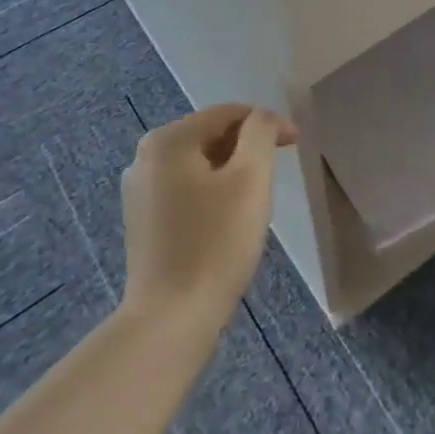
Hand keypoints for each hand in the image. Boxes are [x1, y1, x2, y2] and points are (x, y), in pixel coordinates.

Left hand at [119, 104, 294, 334]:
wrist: (170, 320)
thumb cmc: (216, 243)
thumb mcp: (251, 178)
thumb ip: (261, 133)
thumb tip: (262, 118)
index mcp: (168, 140)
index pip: (227, 113)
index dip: (266, 122)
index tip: (296, 143)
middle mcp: (144, 157)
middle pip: (210, 135)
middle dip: (247, 147)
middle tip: (278, 171)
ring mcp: (138, 191)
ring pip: (198, 164)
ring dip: (230, 171)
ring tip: (256, 196)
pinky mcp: (142, 221)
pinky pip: (185, 189)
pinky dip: (211, 192)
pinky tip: (227, 219)